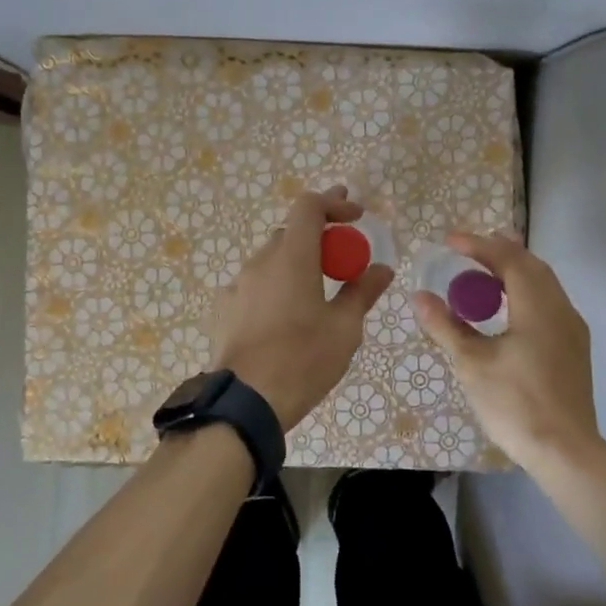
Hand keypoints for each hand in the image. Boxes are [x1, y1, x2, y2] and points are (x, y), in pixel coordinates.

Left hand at [208, 186, 394, 428]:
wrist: (245, 402)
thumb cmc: (303, 361)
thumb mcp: (344, 329)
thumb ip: (362, 292)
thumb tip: (382, 269)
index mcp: (292, 257)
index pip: (308, 206)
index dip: (334, 203)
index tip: (356, 216)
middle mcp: (260, 262)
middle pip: (290, 234)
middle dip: (319, 237)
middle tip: (343, 256)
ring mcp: (236, 285)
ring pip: (271, 261)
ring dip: (295, 264)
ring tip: (315, 292)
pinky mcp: (223, 309)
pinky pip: (254, 286)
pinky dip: (274, 288)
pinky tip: (283, 317)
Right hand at [413, 232, 598, 466]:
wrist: (565, 452)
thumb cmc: (515, 403)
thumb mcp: (471, 362)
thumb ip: (446, 325)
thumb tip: (419, 296)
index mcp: (538, 306)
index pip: (508, 259)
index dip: (478, 245)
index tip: (449, 241)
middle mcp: (561, 309)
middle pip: (531, 266)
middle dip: (498, 253)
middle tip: (466, 252)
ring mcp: (572, 330)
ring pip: (543, 284)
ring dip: (512, 273)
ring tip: (482, 276)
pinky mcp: (573, 349)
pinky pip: (548, 303)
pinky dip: (523, 293)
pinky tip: (505, 310)